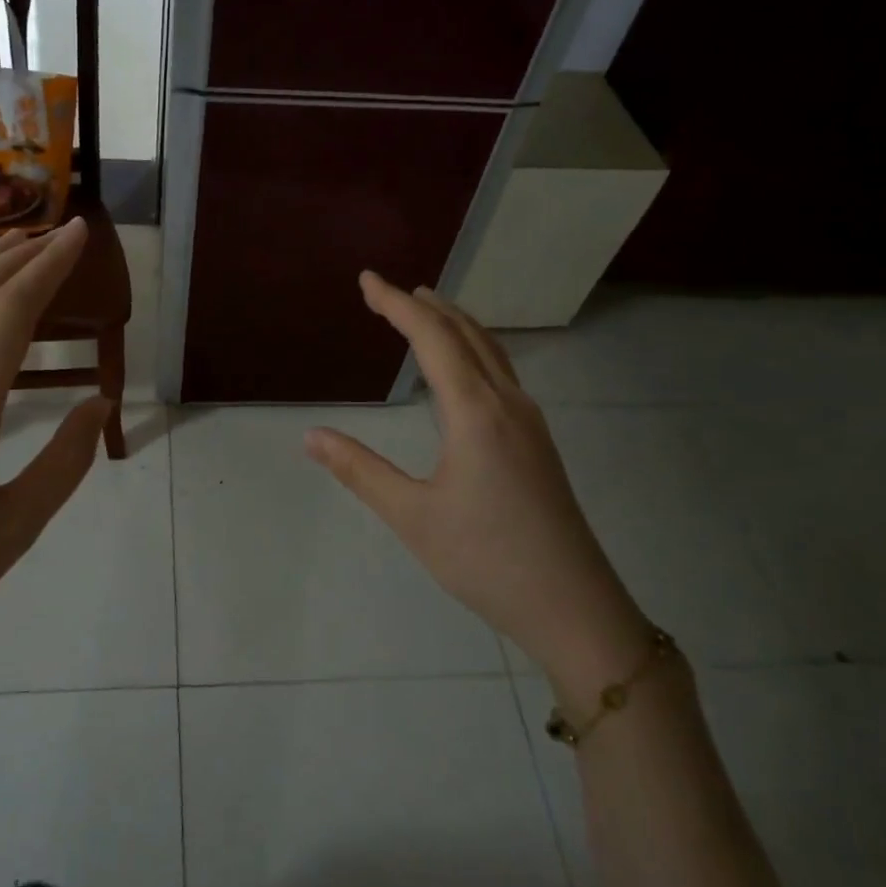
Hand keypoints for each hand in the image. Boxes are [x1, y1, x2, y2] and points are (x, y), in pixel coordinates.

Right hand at [305, 272, 652, 702]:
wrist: (574, 606)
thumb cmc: (487, 560)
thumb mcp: (412, 517)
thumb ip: (359, 471)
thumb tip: (311, 435)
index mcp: (476, 412)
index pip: (432, 338)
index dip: (395, 305)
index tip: (366, 280)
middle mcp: (508, 404)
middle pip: (467, 333)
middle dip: (425, 306)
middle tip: (388, 290)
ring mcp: (530, 422)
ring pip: (491, 351)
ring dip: (455, 324)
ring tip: (425, 311)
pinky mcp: (538, 442)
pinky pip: (502, 373)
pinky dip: (474, 349)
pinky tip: (463, 369)